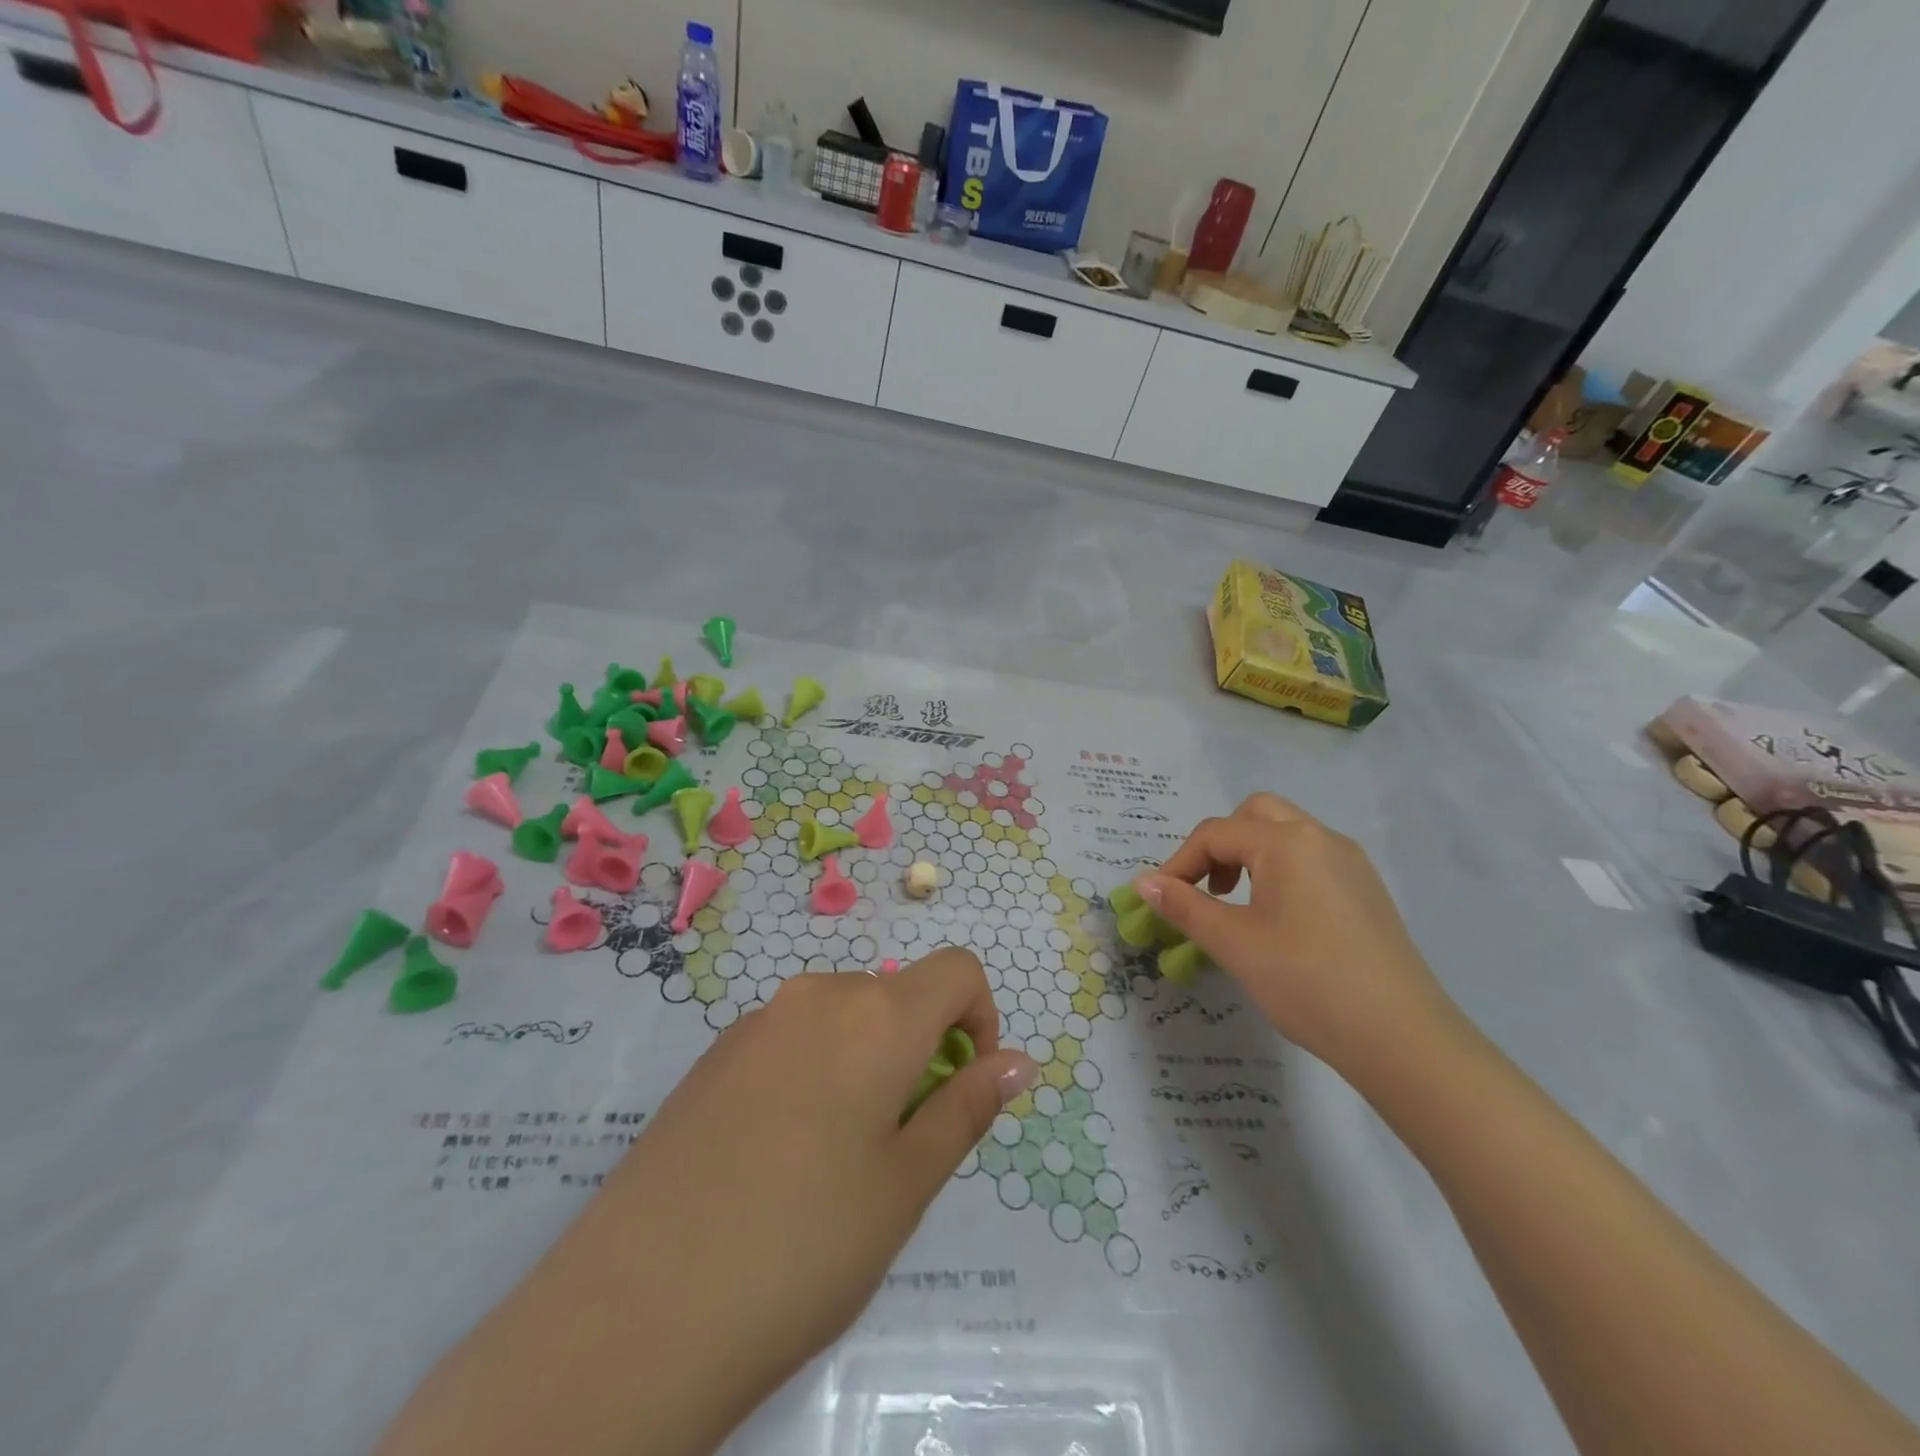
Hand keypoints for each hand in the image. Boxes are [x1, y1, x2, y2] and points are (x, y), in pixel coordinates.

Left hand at [541, 950, 1036, 1448]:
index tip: (963, 1086)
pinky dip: (815, 1069)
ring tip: (836, 1157)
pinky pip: (791, 1038)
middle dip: (921, 1048)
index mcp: (876, 1016)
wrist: (633, 1312)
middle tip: (899, 1143)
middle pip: (897, 995)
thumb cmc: (803, 1247)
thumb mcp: (906, 1185)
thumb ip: (968, 1108)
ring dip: (867, 1061)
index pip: (957, 970)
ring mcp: (756, 1021)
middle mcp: (816, 996)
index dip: (980, 1019)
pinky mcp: (712, 1054)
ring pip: (843, 1016)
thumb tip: (1018, 1062)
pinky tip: (777, 1155)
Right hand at [1133, 795, 1457, 1073]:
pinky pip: (1312, 860)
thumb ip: (1184, 906)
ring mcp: (1351, 863)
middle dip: (1220, 844)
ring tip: (1237, 904)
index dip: (1179, 862)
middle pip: (1256, 814)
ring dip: (1251, 855)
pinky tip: (1279, 920)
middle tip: (1207, 887)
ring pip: (1287, 834)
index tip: (1160, 900)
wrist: (1402, 1038)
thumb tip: (1142, 882)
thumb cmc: (1306, 981)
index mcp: (1287, 842)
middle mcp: (1322, 838)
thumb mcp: (1234, 943)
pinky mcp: (1367, 891)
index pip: (1216, 834)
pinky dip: (1281, 871)